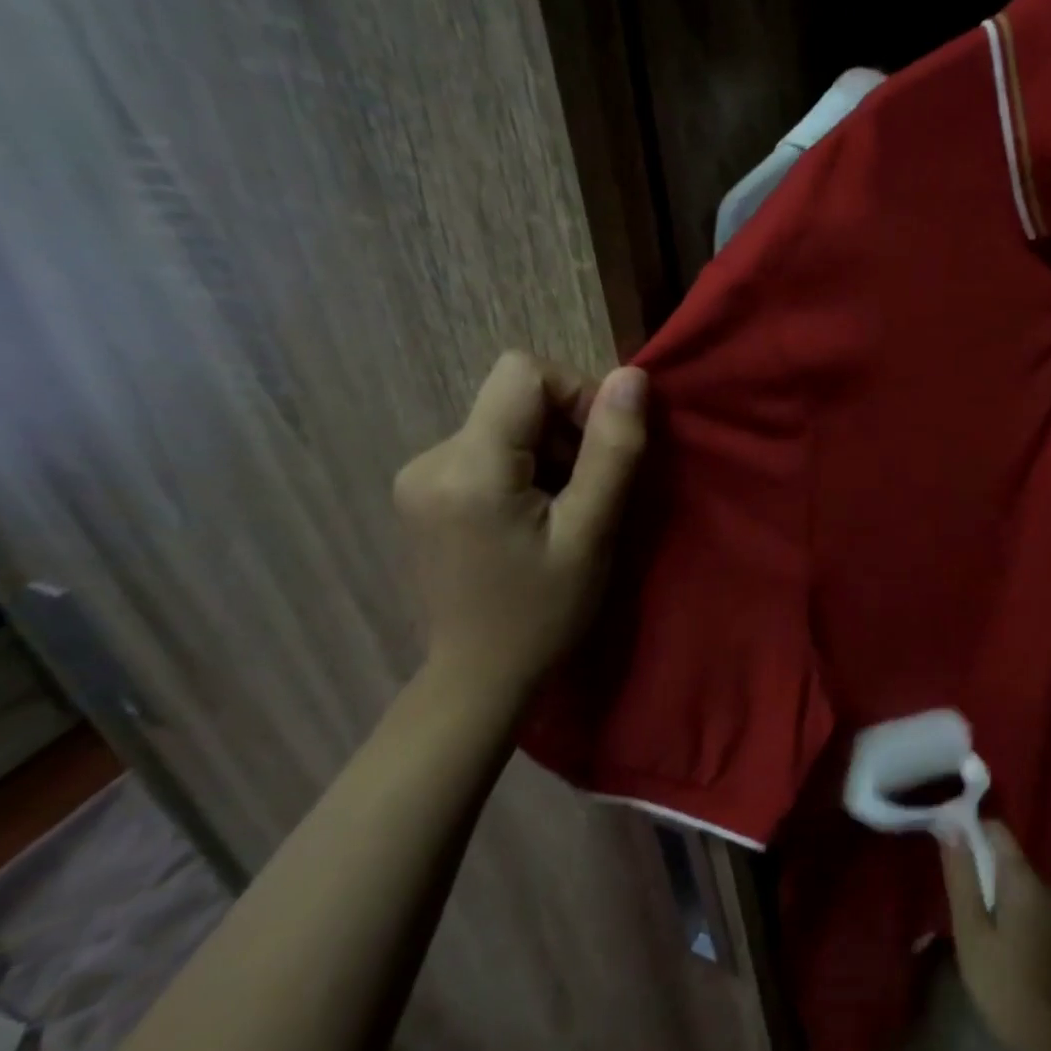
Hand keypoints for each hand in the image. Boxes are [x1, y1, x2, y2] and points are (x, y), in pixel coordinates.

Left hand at [394, 351, 646, 703]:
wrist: (478, 678)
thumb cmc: (544, 613)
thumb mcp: (592, 533)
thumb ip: (612, 451)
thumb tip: (631, 377)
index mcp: (468, 467)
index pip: (524, 372)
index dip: (576, 393)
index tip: (601, 448)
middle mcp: (430, 458)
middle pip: (515, 397)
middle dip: (566, 430)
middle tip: (589, 492)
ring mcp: (419, 474)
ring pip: (504, 421)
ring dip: (548, 451)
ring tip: (564, 510)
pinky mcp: (422, 490)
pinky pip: (487, 447)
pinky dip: (523, 466)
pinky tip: (533, 517)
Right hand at [942, 821, 1050, 1050]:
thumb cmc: (1004, 984)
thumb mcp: (971, 929)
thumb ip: (961, 876)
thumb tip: (950, 827)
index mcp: (1024, 877)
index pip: (996, 828)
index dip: (968, 826)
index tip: (942, 838)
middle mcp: (1044, 881)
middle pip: (1004, 851)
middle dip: (975, 856)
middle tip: (946, 875)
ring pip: (1012, 874)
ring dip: (987, 880)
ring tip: (960, 899)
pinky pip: (1022, 894)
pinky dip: (1001, 898)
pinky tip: (984, 921)